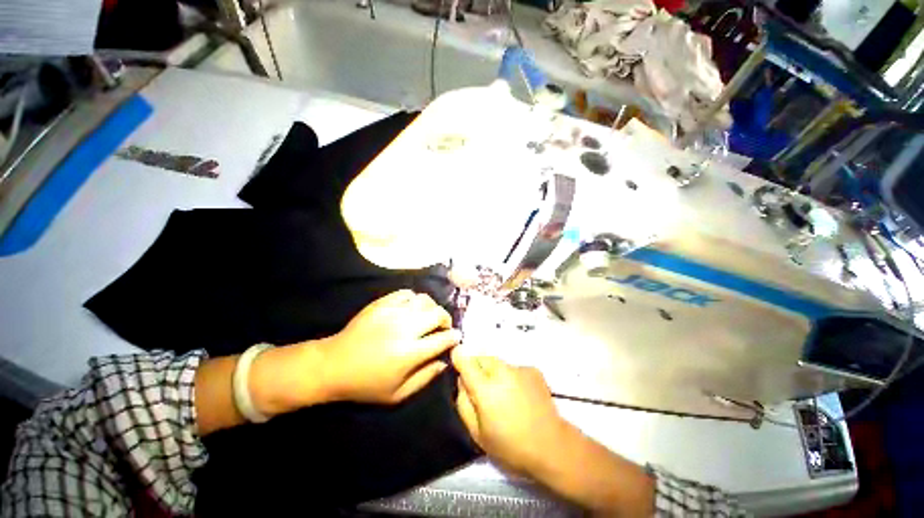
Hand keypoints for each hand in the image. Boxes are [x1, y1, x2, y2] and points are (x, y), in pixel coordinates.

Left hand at [319, 290, 460, 403]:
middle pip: (437, 314)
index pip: (442, 339)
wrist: (333, 365)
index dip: (454, 337)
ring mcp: (393, 312)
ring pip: (424, 300)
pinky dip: (415, 299)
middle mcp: (405, 328)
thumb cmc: (366, 384)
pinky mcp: (382, 303)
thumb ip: (425, 378)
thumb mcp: (397, 394)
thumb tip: (444, 362)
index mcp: (410, 353)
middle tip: (444, 327)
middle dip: (446, 319)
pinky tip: (412, 308)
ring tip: (428, 317)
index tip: (457, 337)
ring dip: (432, 308)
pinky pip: (407, 293)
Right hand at [452, 349, 568, 475]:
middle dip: (476, 367)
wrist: (551, 446)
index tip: (456, 360)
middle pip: (481, 357)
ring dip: (494, 372)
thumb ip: (463, 403)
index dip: (458, 357)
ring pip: (497, 363)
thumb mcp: (477, 433)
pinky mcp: (532, 370)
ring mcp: (519, 368)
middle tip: (481, 388)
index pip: (465, 360)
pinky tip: (520, 396)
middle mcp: (501, 371)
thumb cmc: (510, 445)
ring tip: (503, 395)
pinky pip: (513, 368)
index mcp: (485, 388)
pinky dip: (511, 377)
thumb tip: (461, 381)